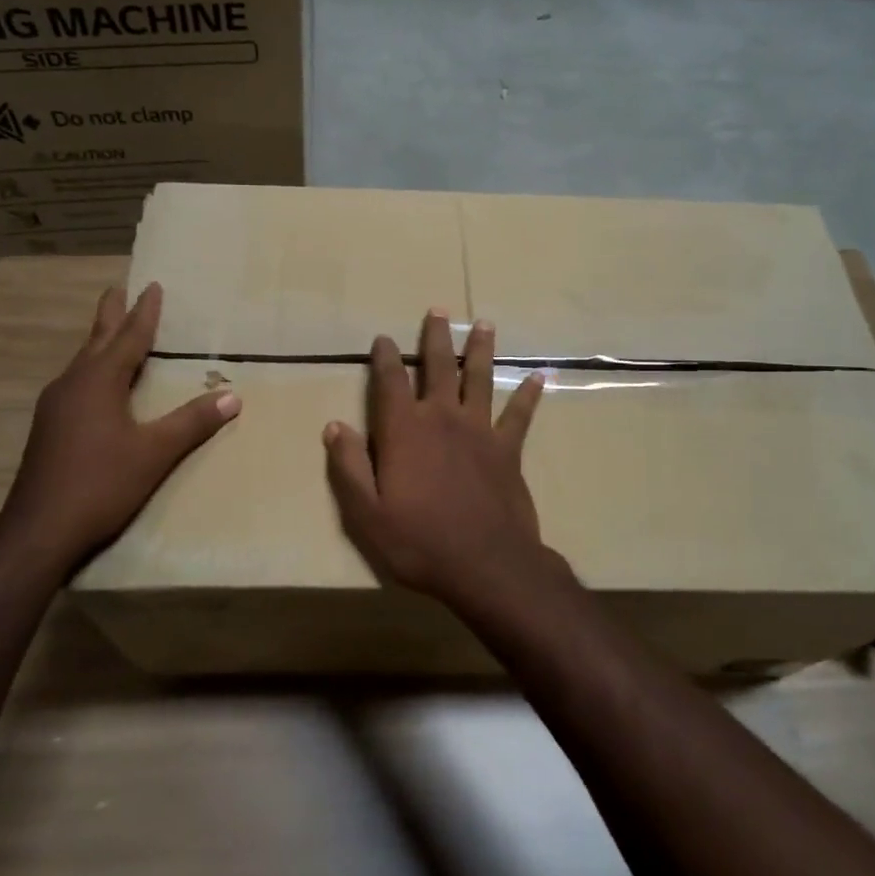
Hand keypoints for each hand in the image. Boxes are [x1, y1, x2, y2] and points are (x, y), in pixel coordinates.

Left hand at [0, 282, 238, 577]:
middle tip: (118, 288)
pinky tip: (95, 385)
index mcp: (99, 381)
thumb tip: (233, 396)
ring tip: (112, 331)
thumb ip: (193, 422)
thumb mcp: (155, 453)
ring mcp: (55, 406)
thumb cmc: (101, 484)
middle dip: (111, 314)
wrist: (38, 530)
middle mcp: (73, 384)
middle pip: (96, 339)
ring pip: (82, 362)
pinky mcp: (48, 429)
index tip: (153, 286)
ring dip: (99, 342)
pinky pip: (75, 383)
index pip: (129, 337)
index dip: (144, 312)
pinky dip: (92, 369)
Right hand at [324, 310, 567, 612]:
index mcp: (404, 431)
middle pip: (439, 367)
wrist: (486, 565)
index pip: (390, 382)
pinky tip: (540, 375)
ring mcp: (479, 431)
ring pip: (480, 379)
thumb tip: (334, 427)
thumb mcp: (366, 513)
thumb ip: (349, 467)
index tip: (382, 338)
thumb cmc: (418, 541)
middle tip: (438, 310)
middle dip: (436, 337)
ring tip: (485, 324)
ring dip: (481, 350)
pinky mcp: (508, 449)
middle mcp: (442, 419)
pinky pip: (520, 414)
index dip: (384, 357)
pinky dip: (529, 394)